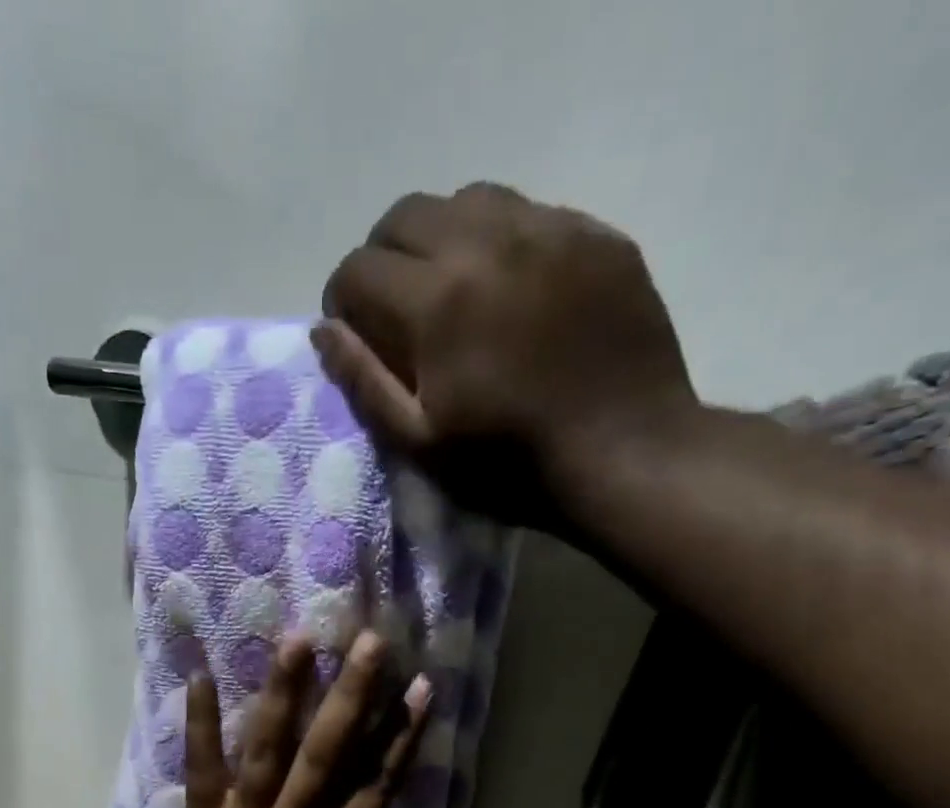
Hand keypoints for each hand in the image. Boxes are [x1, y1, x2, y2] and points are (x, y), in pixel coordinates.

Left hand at [129, 631, 432, 807]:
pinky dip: (198, 725)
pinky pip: (201, 769)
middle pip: (326, 754)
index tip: (420, 690)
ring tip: (297, 640)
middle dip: (351, 697)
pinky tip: (197, 676)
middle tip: (369, 644)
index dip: (399, 739)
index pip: (372, 789)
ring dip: (282, 694)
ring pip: (267, 749)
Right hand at [315, 182, 697, 534]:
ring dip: (442, 238)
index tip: (355, 332)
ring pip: (468, 200)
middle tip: (397, 307)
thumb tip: (324, 330)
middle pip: (406, 214)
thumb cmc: (510, 464)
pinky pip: (530, 211)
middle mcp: (489, 242)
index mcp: (438, 301)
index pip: (358, 268)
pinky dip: (502, 240)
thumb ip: (364, 382)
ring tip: (454, 290)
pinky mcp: (597, 235)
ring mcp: (551, 229)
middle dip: (384, 258)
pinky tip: (513, 289)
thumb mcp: (421, 443)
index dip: (343, 301)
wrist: (625, 454)